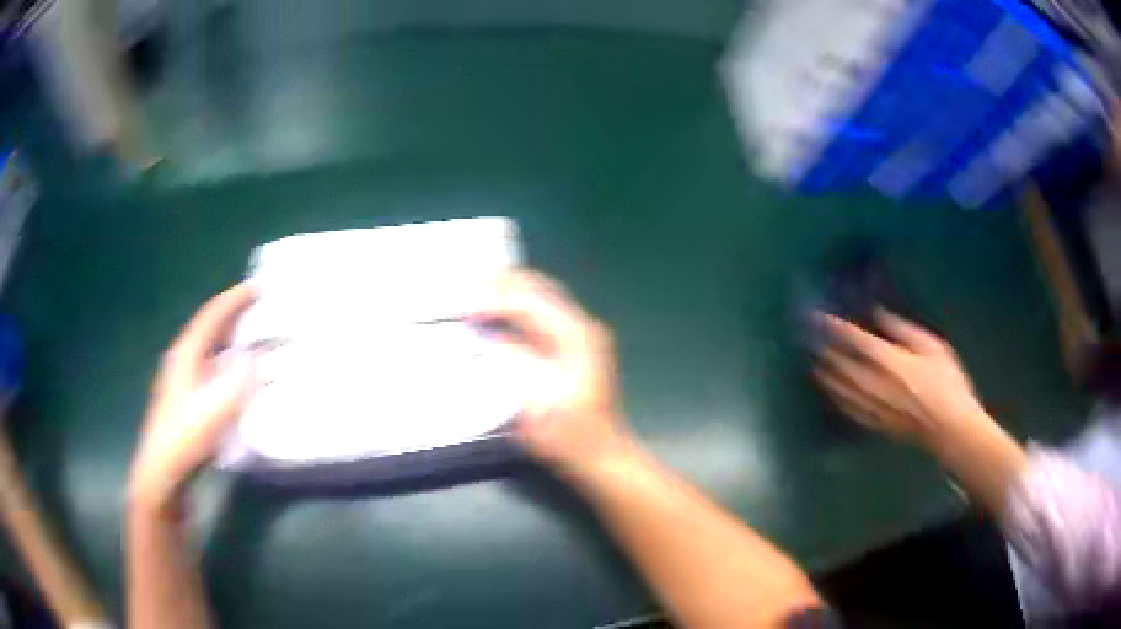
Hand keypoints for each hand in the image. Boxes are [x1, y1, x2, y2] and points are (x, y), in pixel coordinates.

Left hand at [129, 284, 256, 511]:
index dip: (235, 299)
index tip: (259, 287)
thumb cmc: (186, 438)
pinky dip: (226, 358)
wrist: (162, 470)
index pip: (212, 315)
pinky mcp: (185, 395)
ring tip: (255, 334)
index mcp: (186, 353)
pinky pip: (210, 364)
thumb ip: (238, 383)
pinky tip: (238, 372)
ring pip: (209, 346)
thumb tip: (258, 356)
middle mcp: (182, 358)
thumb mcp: (215, 411)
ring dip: (231, 336)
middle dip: (234, 314)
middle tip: (262, 307)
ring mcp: (182, 377)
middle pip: (209, 326)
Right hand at [477, 270, 632, 477]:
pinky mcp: (576, 346)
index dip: (495, 300)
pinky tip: (500, 315)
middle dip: (502, 285)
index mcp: (576, 338)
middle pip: (540, 289)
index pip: (529, 303)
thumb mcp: (535, 403)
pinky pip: (543, 313)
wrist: (600, 455)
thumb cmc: (569, 435)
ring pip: (542, 297)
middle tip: (468, 287)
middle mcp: (583, 327)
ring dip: (510, 293)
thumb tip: (485, 335)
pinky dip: (518, 308)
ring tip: (478, 294)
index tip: (466, 306)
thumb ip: (511, 363)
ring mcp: (582, 335)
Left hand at [814, 310, 988, 445]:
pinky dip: (836, 398)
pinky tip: (831, 394)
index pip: (854, 340)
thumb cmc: (946, 382)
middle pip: (841, 365)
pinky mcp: (875, 424)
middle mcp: (873, 384)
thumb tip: (878, 314)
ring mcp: (872, 407)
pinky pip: (848, 409)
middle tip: (810, 340)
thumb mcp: (930, 346)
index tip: (819, 317)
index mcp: (888, 361)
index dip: (835, 327)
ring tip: (814, 365)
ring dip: (825, 375)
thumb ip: (901, 329)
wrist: (950, 428)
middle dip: (824, 351)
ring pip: (840, 389)